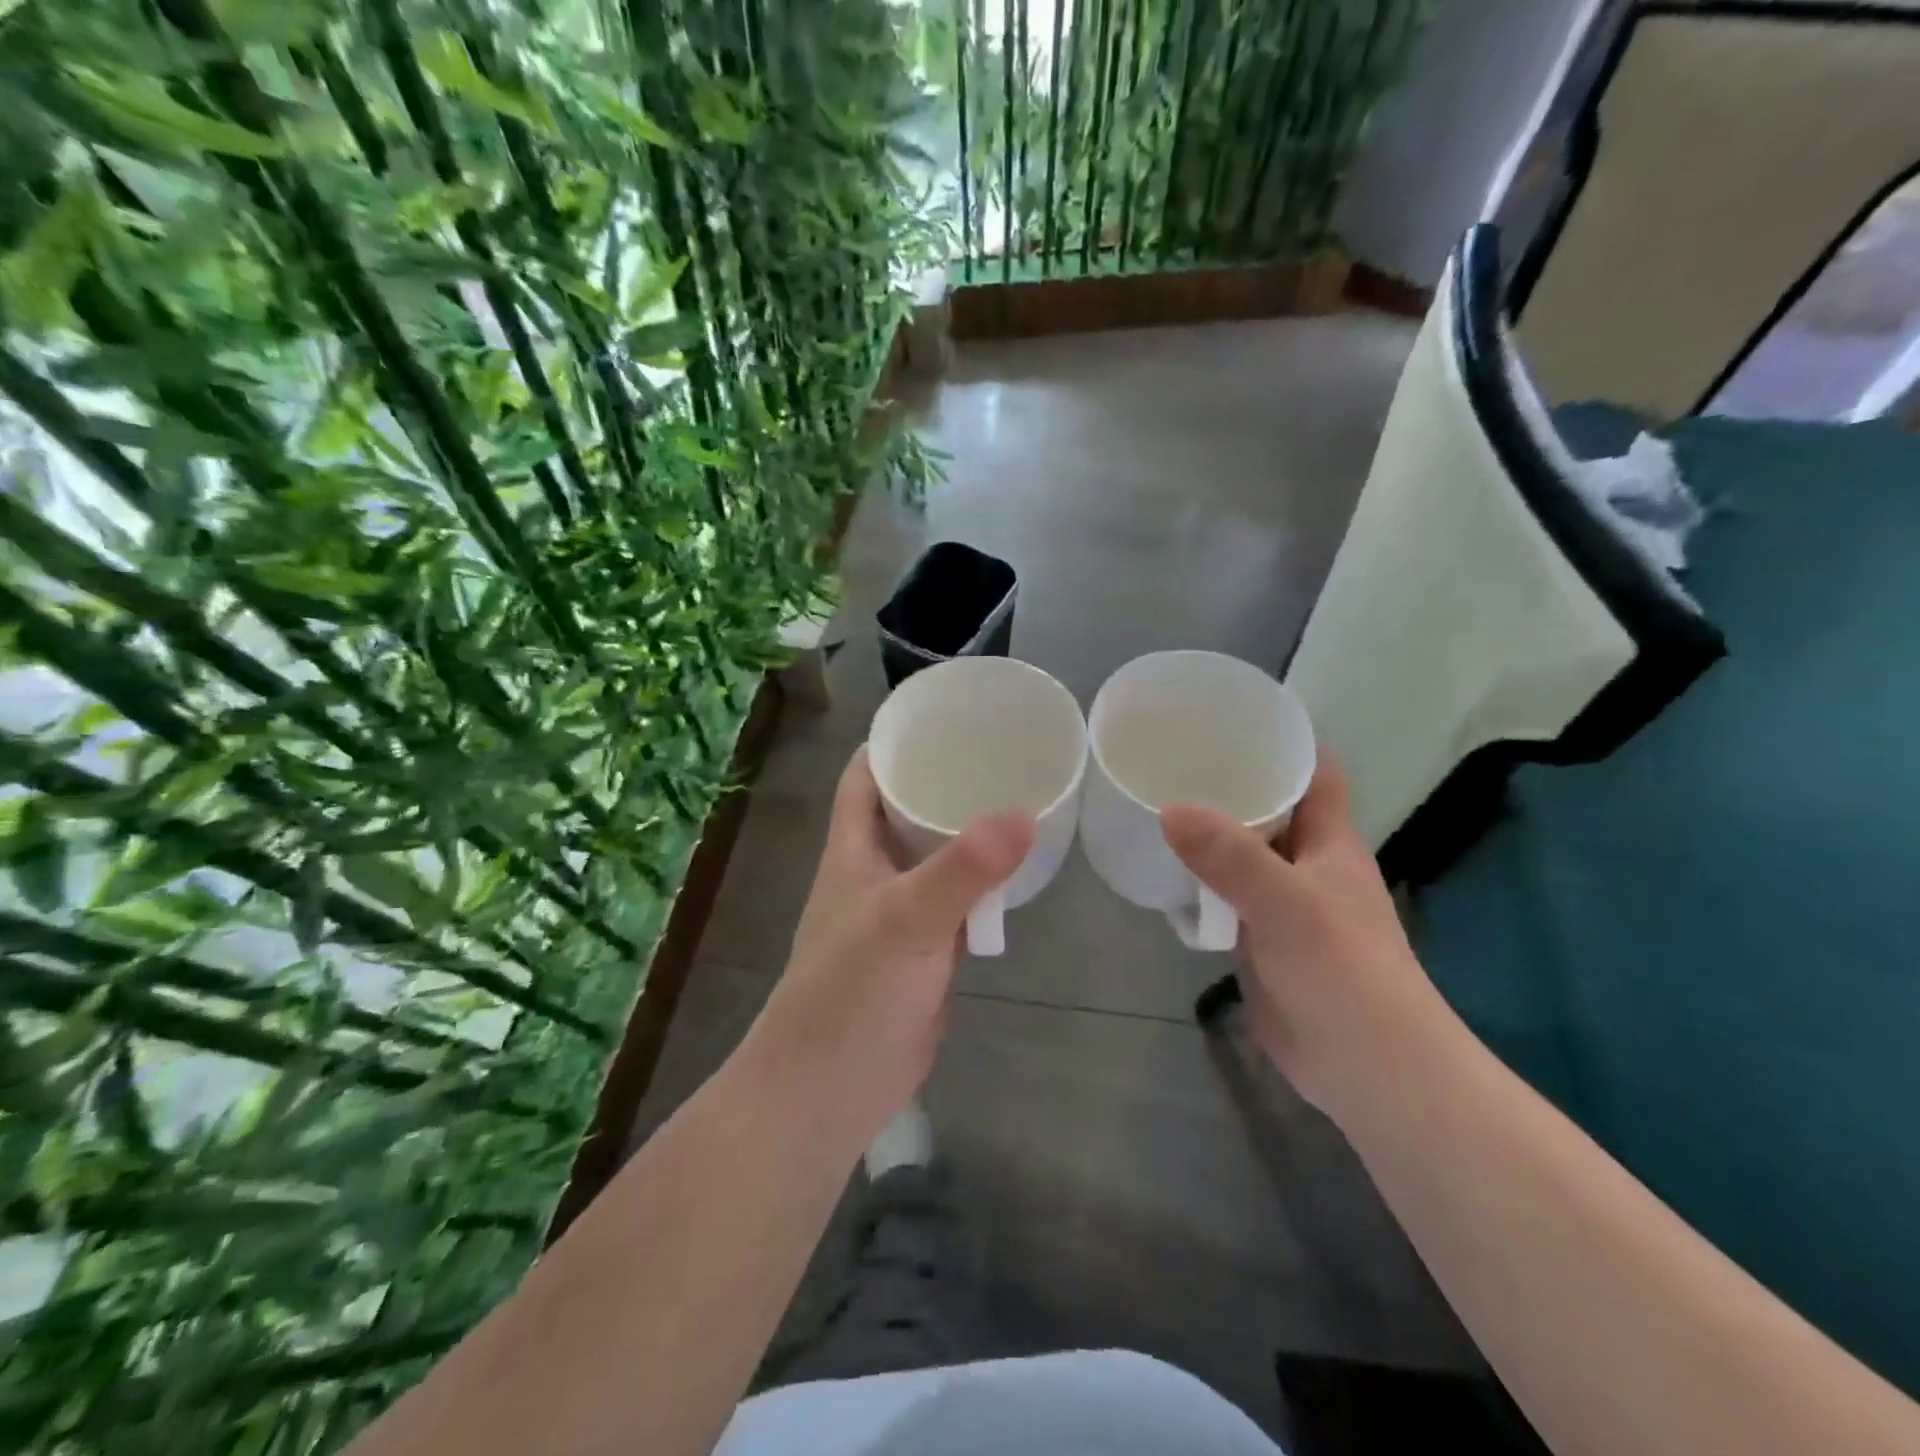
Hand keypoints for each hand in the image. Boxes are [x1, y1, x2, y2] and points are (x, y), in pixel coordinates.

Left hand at [745, 747, 1033, 1145]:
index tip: (943, 714)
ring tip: (1020, 795)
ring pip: (935, 855)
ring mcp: (900, 912)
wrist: (830, 1091)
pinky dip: (981, 883)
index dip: (894, 741)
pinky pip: (956, 900)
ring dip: (966, 831)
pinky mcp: (925, 950)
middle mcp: (873, 871)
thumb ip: (963, 869)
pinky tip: (1017, 868)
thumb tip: (1024, 813)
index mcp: (853, 848)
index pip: (865, 776)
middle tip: (1002, 750)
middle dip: (944, 779)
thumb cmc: (850, 993)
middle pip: (906, 808)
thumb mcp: (906, 920)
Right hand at [1161, 755, 1442, 1120]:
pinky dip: (1197, 883)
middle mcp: (1307, 865)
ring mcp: (1282, 905)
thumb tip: (1170, 808)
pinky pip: (1224, 898)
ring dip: (1208, 834)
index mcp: (1330, 843)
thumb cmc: (1343, 971)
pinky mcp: (1260, 941)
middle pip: (1270, 809)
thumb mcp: (1287, 903)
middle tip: (1170, 755)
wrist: (1367, 1069)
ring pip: (1242, 855)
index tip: (1232, 716)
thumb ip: (1230, 856)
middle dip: (1228, 782)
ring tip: (1154, 801)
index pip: (1315, 773)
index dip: (1284, 740)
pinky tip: (1161, 871)